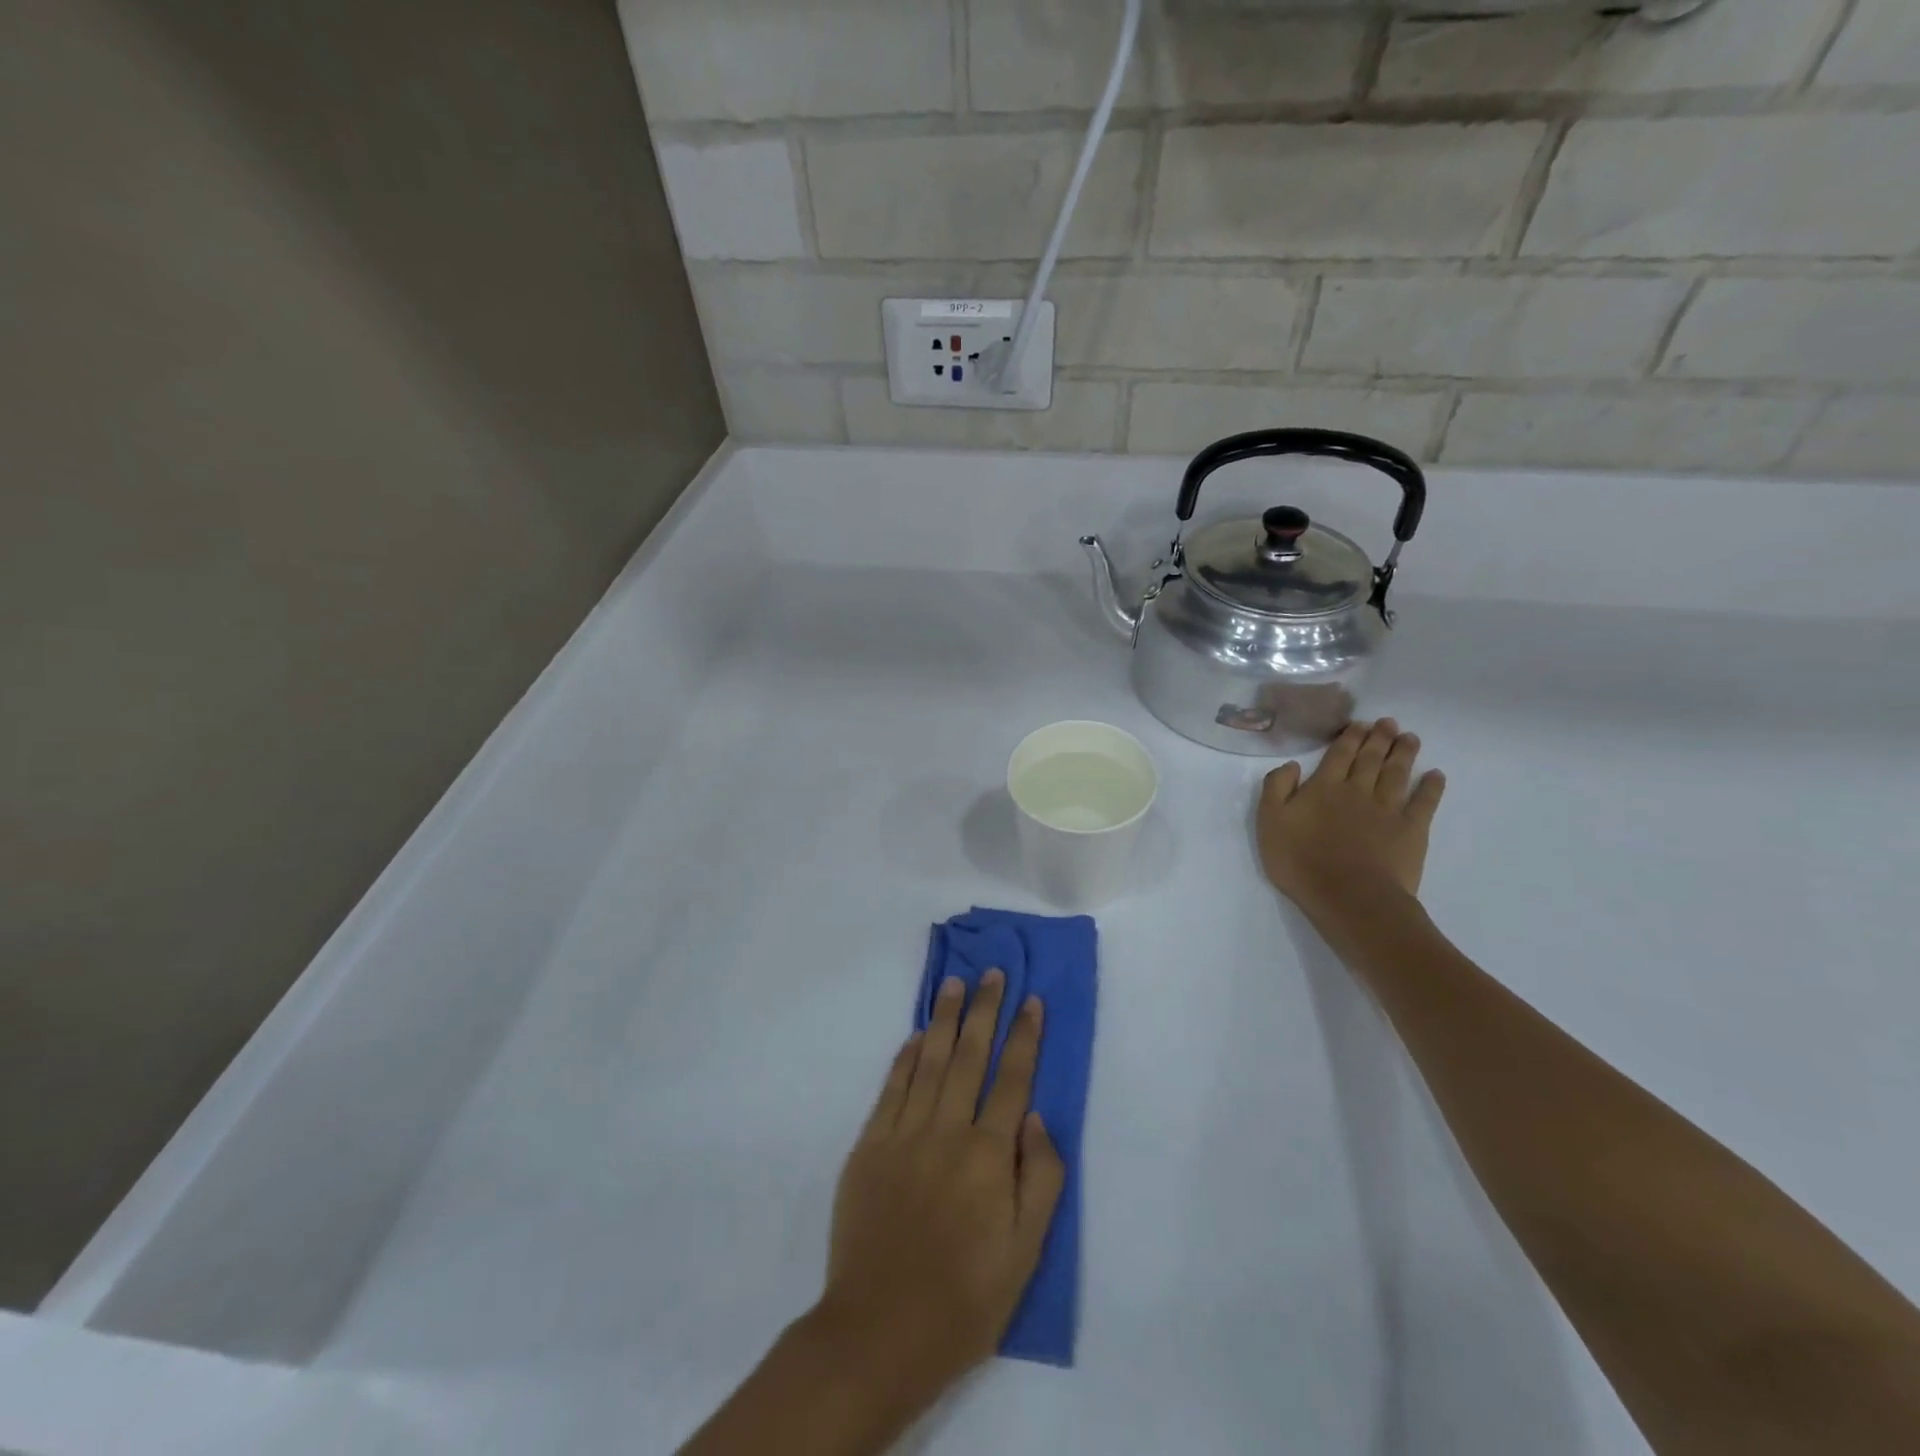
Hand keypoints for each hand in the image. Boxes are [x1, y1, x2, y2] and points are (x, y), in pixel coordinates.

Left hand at [817, 971, 1064, 1407]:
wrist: (878, 1333)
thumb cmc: (963, 1301)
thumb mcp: (1025, 1255)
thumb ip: (1040, 1179)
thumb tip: (1037, 1117)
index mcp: (988, 1156)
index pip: (1013, 1079)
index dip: (1024, 1037)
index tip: (1031, 1000)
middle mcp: (947, 1131)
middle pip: (970, 1056)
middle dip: (985, 1010)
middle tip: (992, 973)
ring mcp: (904, 1134)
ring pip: (930, 1061)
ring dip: (945, 1019)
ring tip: (956, 984)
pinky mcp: (870, 1145)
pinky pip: (892, 1088)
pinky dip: (906, 1057)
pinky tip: (918, 1035)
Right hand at [1258, 719, 1445, 914]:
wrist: (1349, 896)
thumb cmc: (1301, 861)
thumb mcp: (1270, 823)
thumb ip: (1276, 789)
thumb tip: (1291, 765)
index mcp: (1323, 788)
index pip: (1338, 754)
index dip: (1349, 737)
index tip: (1359, 723)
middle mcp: (1357, 790)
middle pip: (1370, 758)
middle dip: (1379, 738)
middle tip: (1388, 723)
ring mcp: (1388, 809)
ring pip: (1397, 773)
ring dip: (1403, 753)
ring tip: (1410, 738)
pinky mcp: (1411, 830)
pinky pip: (1424, 802)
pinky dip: (1431, 787)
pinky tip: (1436, 775)